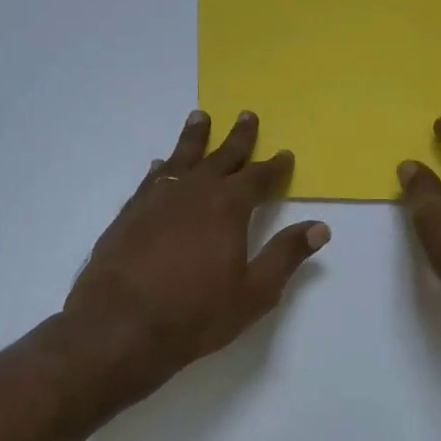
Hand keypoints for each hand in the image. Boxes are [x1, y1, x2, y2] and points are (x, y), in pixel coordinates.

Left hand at [64, 110, 328, 403]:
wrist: (120, 326)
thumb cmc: (195, 314)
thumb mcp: (254, 292)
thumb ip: (286, 256)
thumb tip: (320, 227)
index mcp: (228, 208)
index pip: (257, 178)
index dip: (273, 166)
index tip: (284, 153)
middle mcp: (193, 193)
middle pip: (220, 157)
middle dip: (237, 138)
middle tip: (247, 115)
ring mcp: (157, 200)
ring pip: (181, 159)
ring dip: (194, 138)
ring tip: (200, 117)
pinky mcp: (129, 214)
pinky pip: (151, 180)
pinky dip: (162, 168)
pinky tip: (161, 166)